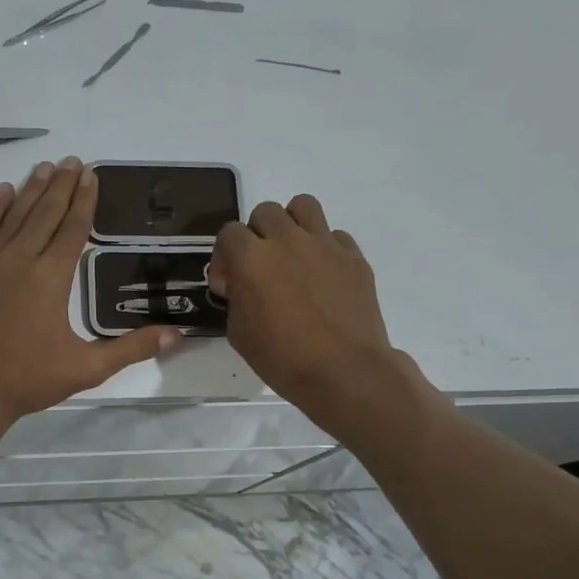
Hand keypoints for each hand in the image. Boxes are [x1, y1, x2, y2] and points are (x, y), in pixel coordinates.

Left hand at [0, 159, 177, 432]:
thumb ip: (131, 348)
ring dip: (32, 189)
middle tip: (73, 161)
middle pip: (45, 212)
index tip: (91, 175)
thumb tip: (176, 335)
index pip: (73, 228)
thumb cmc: (27, 380)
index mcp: (51, 277)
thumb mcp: (86, 368)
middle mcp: (20, 259)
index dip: (84, 200)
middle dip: (62, 185)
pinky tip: (2, 192)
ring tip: (46, 167)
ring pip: (14, 215)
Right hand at [209, 195, 413, 426]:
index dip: (224, 256)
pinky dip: (325, 248)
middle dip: (257, 235)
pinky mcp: (354, 257)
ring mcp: (325, 245)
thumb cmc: (283, 359)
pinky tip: (324, 276)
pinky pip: (335, 235)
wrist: (345, 372)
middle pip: (265, 211)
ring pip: (303, 206)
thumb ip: (235, 298)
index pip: (229, 232)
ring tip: (293, 253)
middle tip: (261, 266)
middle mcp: (288, 241)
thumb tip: (240, 284)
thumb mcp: (239, 333)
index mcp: (252, 259)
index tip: (229, 284)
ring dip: (292, 224)